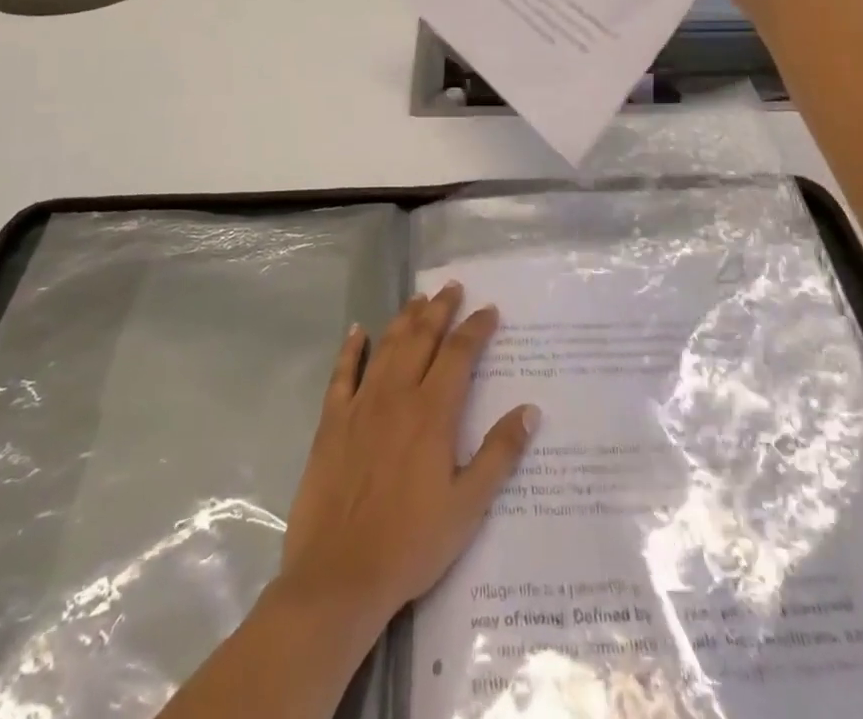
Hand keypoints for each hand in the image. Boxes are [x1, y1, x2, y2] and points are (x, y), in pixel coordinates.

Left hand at [278, 284, 537, 634]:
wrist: (339, 576)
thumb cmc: (411, 544)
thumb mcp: (468, 507)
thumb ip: (499, 454)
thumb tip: (530, 410)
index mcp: (432, 413)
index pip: (459, 354)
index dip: (476, 328)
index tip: (489, 309)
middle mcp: (397, 395)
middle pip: (422, 338)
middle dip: (440, 309)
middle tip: (453, 287)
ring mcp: (360, 404)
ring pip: (387, 346)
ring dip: (405, 318)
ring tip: (419, 298)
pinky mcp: (332, 421)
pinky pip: (342, 373)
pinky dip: (352, 348)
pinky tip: (358, 330)